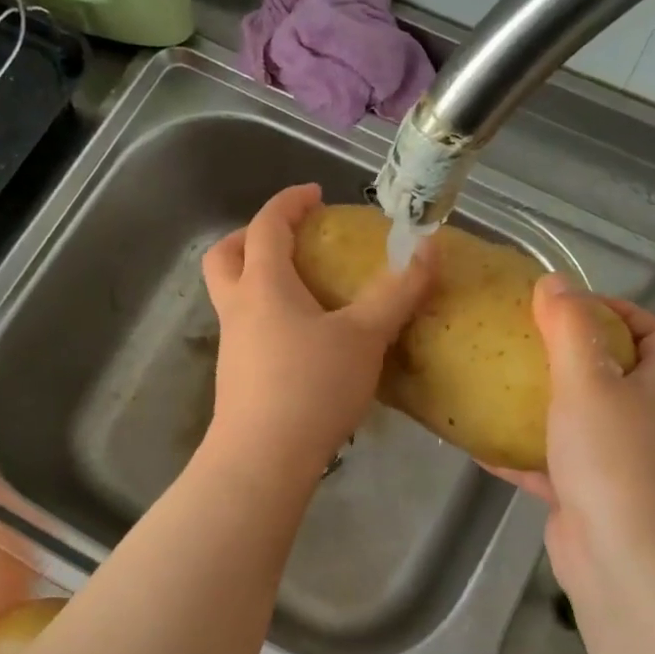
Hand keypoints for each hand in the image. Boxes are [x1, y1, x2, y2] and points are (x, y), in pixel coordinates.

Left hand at [200, 184, 434, 482]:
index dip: (288, 203)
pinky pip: (247, 331)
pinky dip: (268, 318)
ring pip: (232, 297)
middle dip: (250, 237)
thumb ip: (396, 293)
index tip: (313, 194)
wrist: (263, 459)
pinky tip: (303, 342)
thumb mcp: (364, 337)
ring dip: (258, 280)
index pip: (266, 226)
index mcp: (263, 285)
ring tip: (305, 292)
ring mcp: (231, 346)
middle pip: (225, 256)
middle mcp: (238, 309)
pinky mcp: (237, 379)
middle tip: (288, 240)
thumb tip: (429, 249)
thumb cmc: (311, 387)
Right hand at [491, 276, 654, 610]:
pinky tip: (478, 443)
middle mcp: (644, 419)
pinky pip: (549, 461)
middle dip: (572, 355)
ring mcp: (615, 460)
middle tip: (522, 340)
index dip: (620, 310)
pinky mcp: (585, 493)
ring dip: (542, 403)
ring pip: (578, 419)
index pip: (653, 332)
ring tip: (496, 383)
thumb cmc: (612, 458)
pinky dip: (519, 452)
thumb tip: (554, 280)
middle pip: (614, 373)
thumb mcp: (588, 381)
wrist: (621, 556)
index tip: (570, 303)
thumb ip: (570, 328)